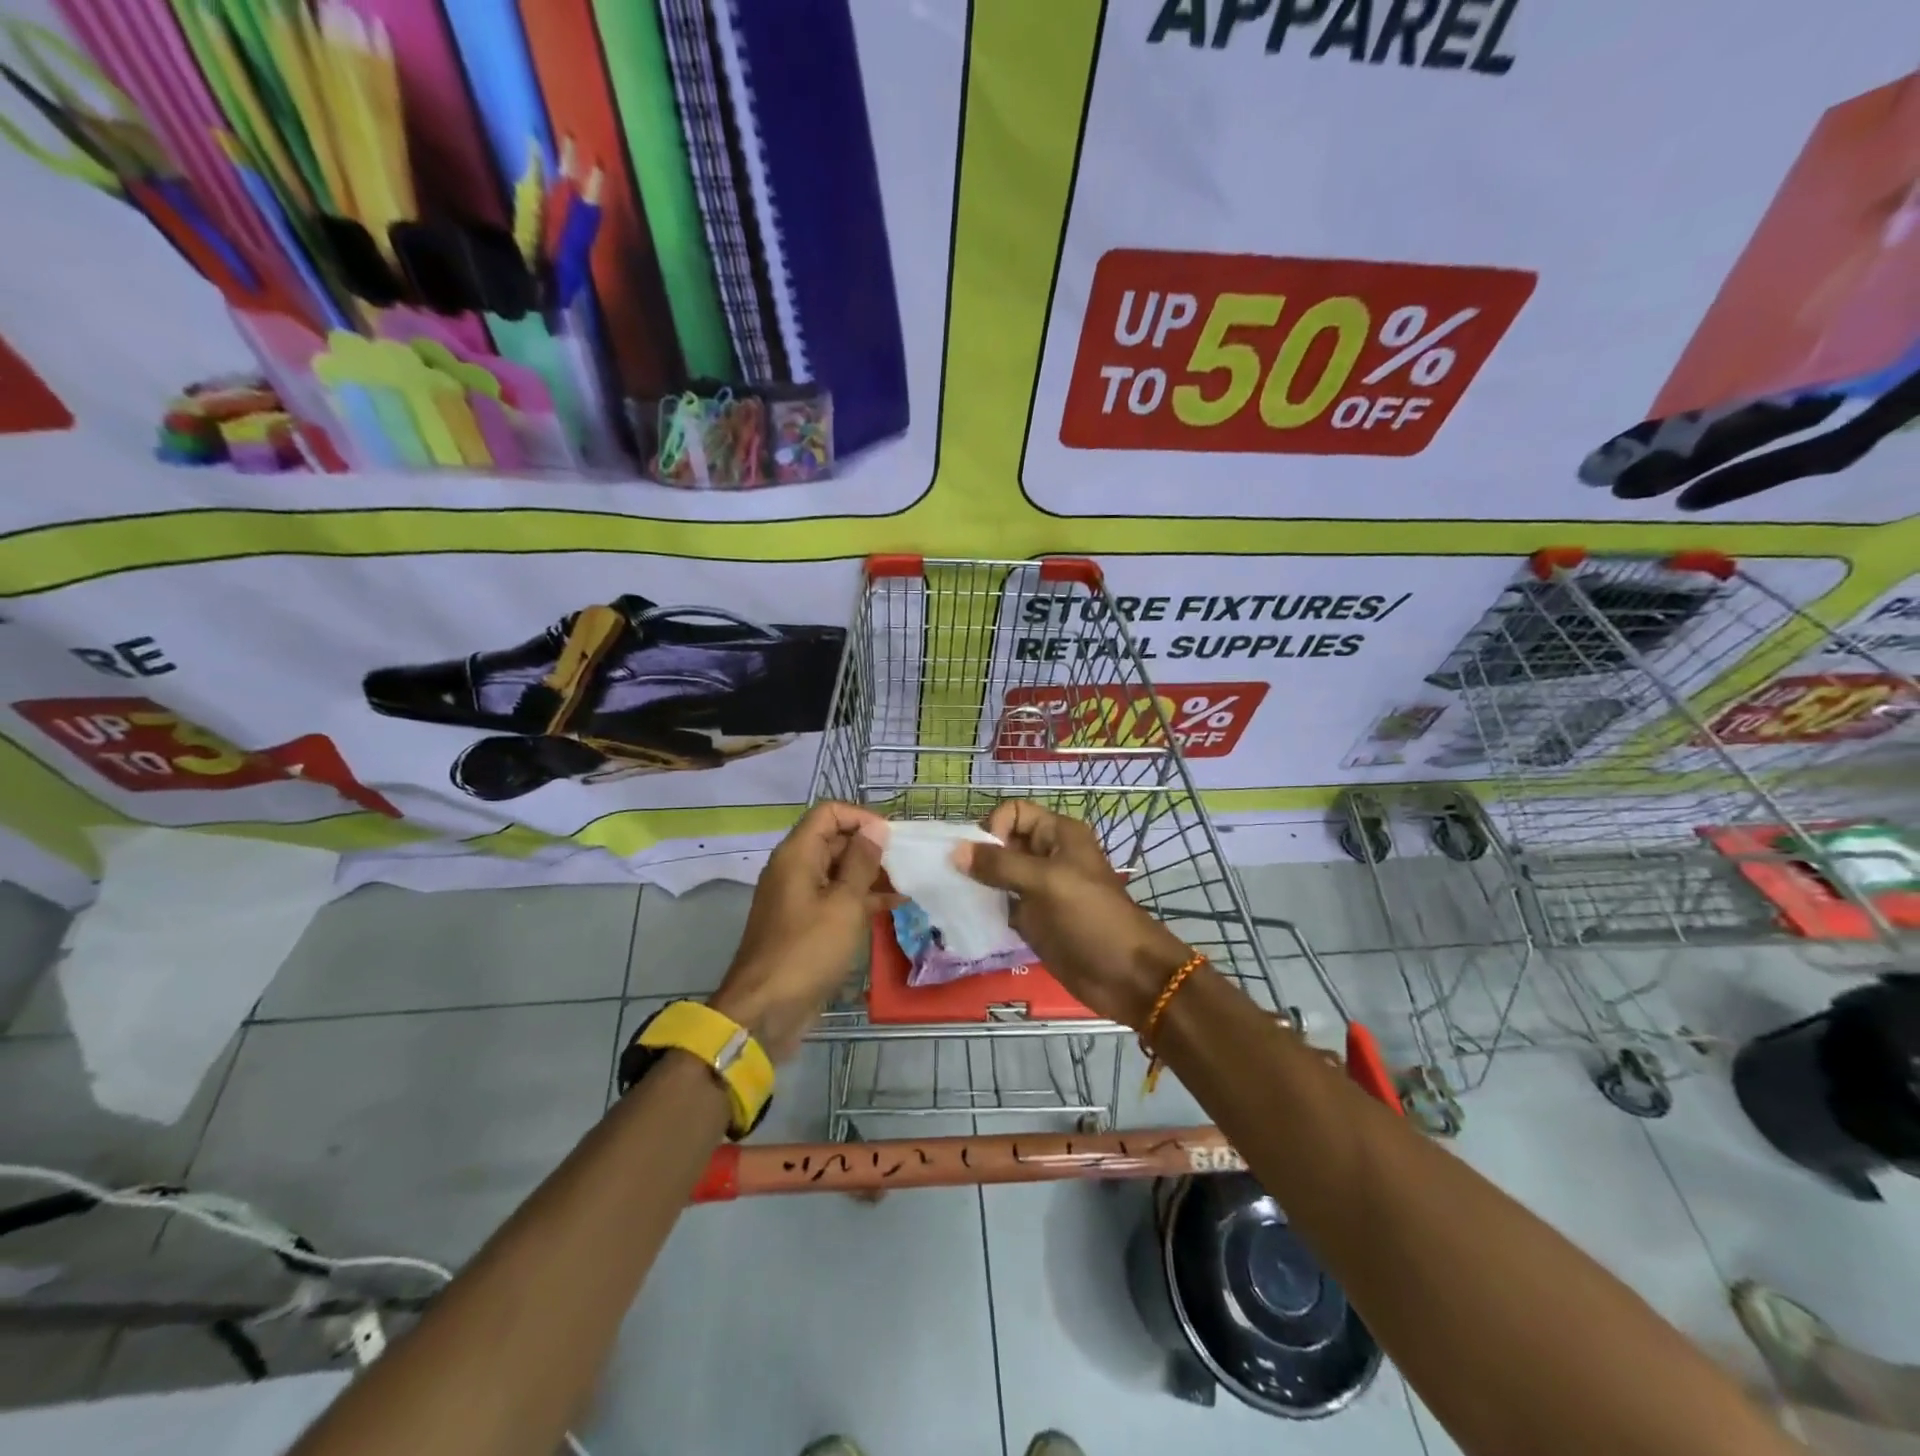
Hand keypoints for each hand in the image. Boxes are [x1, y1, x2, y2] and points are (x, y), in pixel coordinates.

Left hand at [710, 801, 886, 1061]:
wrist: (766, 1010)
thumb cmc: (808, 950)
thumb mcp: (844, 903)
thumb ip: (862, 862)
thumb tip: (875, 828)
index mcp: (797, 854)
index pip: (829, 813)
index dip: (862, 817)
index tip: (892, 837)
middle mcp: (794, 869)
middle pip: (834, 840)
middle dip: (870, 847)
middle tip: (908, 862)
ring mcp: (798, 897)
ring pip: (838, 871)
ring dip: (870, 874)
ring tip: (908, 883)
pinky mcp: (805, 924)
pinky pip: (835, 898)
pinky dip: (861, 898)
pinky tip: (894, 906)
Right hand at [956, 801, 1189, 1028]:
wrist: (1126, 975)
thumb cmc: (1091, 917)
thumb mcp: (1046, 882)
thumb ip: (1000, 865)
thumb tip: (955, 851)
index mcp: (1058, 835)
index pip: (1014, 813)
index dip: (994, 828)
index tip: (982, 857)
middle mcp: (1047, 856)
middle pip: (1003, 841)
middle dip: (978, 855)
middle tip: (956, 877)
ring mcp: (1039, 889)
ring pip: (999, 873)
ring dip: (977, 881)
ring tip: (955, 896)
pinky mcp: (1033, 918)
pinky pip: (1002, 903)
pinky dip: (985, 907)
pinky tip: (968, 916)